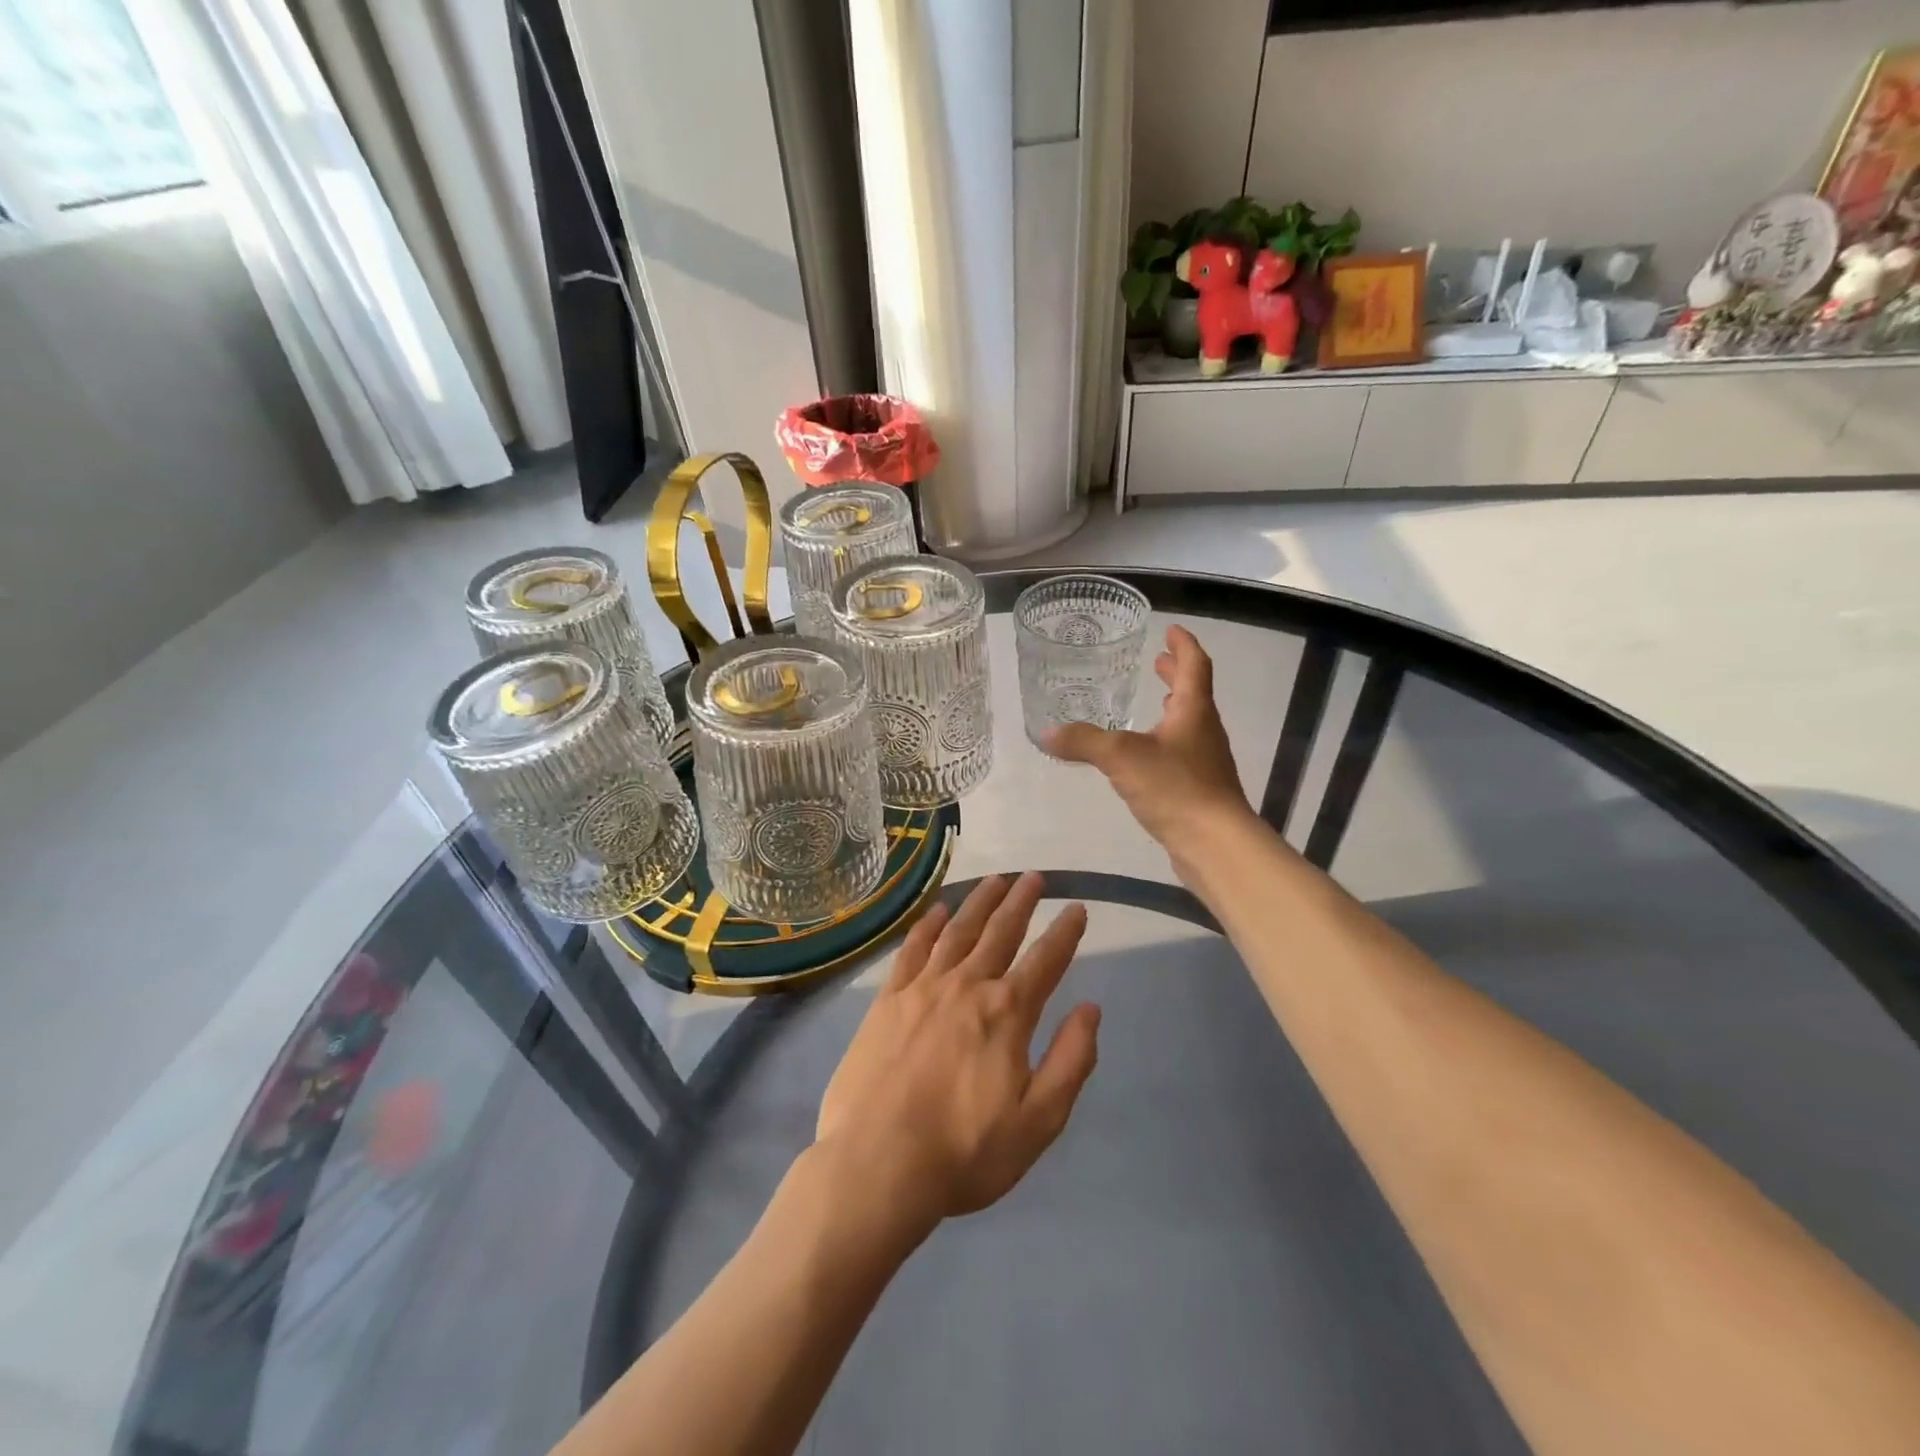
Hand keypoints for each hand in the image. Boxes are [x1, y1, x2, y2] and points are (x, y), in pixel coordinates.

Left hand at [816, 874, 1099, 1229]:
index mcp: (1007, 1013)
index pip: (1046, 961)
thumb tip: (1091, 1009)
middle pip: (1000, 932)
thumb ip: (1071, 1061)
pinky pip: (913, 949)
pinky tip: (938, 911)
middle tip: (1034, 876)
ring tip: (996, 879)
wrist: (877, 1163)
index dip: (1065, 933)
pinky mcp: (888, 1000)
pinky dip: (928, 926)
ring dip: (980, 902)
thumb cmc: (965, 1151)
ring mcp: (923, 988)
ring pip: (958, 931)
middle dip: (1021, 902)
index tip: (1078, 908)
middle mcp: (967, 986)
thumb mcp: (1038, 1121)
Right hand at [1045, 624, 1252, 849]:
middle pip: (1194, 692)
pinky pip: (1182, 752)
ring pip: (1189, 724)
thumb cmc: (1176, 788)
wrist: (1215, 844)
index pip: (1194, 665)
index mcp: (1194, 711)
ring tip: (1154, 703)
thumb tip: (1045, 732)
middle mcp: (1204, 731)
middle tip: (1156, 662)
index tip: (1170, 629)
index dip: (1183, 644)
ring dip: (1173, 707)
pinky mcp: (1200, 789)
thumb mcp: (1122, 758)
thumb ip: (1083, 742)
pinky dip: (1165, 740)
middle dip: (1175, 674)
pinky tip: (1145, 756)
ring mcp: (1205, 761)